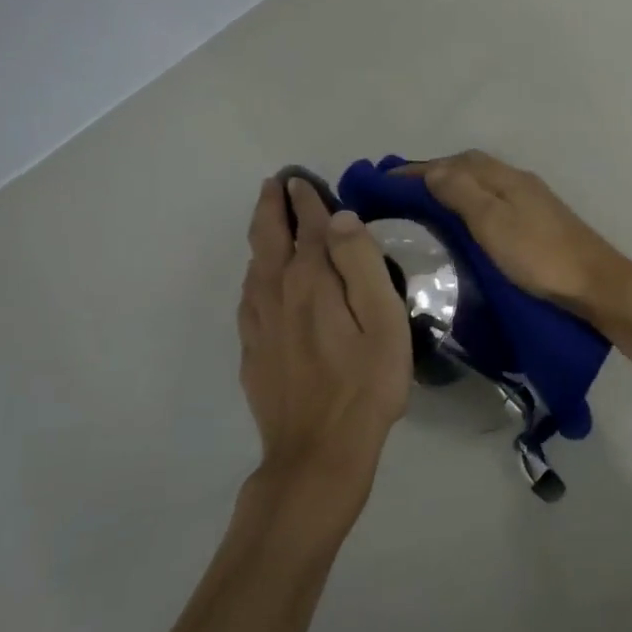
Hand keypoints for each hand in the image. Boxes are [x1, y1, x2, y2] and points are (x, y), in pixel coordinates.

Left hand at [238, 178, 411, 506]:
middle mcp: (277, 293)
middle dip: (271, 206)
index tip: (302, 179)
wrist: (318, 452)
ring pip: (253, 266)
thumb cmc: (365, 384)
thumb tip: (339, 218)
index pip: (307, 226)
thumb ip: (360, 264)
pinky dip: (255, 272)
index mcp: (311, 281)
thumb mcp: (382, 320)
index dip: (306, 199)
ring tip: (268, 219)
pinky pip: (249, 296)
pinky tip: (261, 278)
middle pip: (268, 238)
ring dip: (260, 235)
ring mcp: (259, 324)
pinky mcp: (253, 351)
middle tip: (275, 184)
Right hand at [402, 151, 631, 319]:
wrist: (595, 284)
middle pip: (469, 167)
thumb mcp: (493, 222)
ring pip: (483, 184)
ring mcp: (531, 201)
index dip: (418, 169)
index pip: (454, 162)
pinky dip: (470, 204)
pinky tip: (463, 224)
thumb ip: (462, 192)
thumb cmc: (539, 255)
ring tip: (424, 208)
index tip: (383, 182)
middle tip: (400, 195)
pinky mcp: (539, 222)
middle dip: (433, 174)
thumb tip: (432, 170)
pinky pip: (494, 201)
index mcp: (505, 178)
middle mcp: (517, 181)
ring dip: (452, 188)